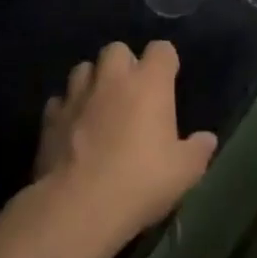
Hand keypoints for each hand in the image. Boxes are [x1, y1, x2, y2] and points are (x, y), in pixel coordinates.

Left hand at [35, 40, 217, 244]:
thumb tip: (207, 139)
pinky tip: (72, 129)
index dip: (165, 62)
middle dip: (123, 64)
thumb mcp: (184, 172)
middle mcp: (113, 78)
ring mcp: (77, 96)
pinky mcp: (50, 119)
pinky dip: (66, 109)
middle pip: (117, 49)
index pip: (161, 49)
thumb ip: (198, 150)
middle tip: (130, 92)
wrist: (78, 208)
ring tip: (98, 105)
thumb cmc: (140, 181)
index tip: (168, 81)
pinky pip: (58, 102)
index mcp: (150, 82)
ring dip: (92, 81)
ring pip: (83, 69)